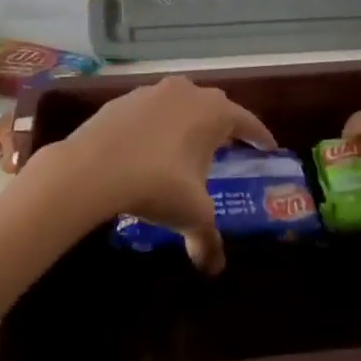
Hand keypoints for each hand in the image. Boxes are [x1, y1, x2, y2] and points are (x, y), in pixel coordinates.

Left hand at [31, 76, 274, 273]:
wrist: (91, 169)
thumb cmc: (157, 185)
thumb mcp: (191, 214)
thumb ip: (208, 240)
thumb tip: (214, 268)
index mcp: (213, 112)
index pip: (247, 121)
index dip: (260, 136)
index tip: (269, 148)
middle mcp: (186, 93)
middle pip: (215, 105)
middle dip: (224, 125)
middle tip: (229, 146)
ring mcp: (151, 93)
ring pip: (179, 103)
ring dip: (187, 121)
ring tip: (188, 146)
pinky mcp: (121, 101)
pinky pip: (149, 112)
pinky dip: (156, 126)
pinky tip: (149, 148)